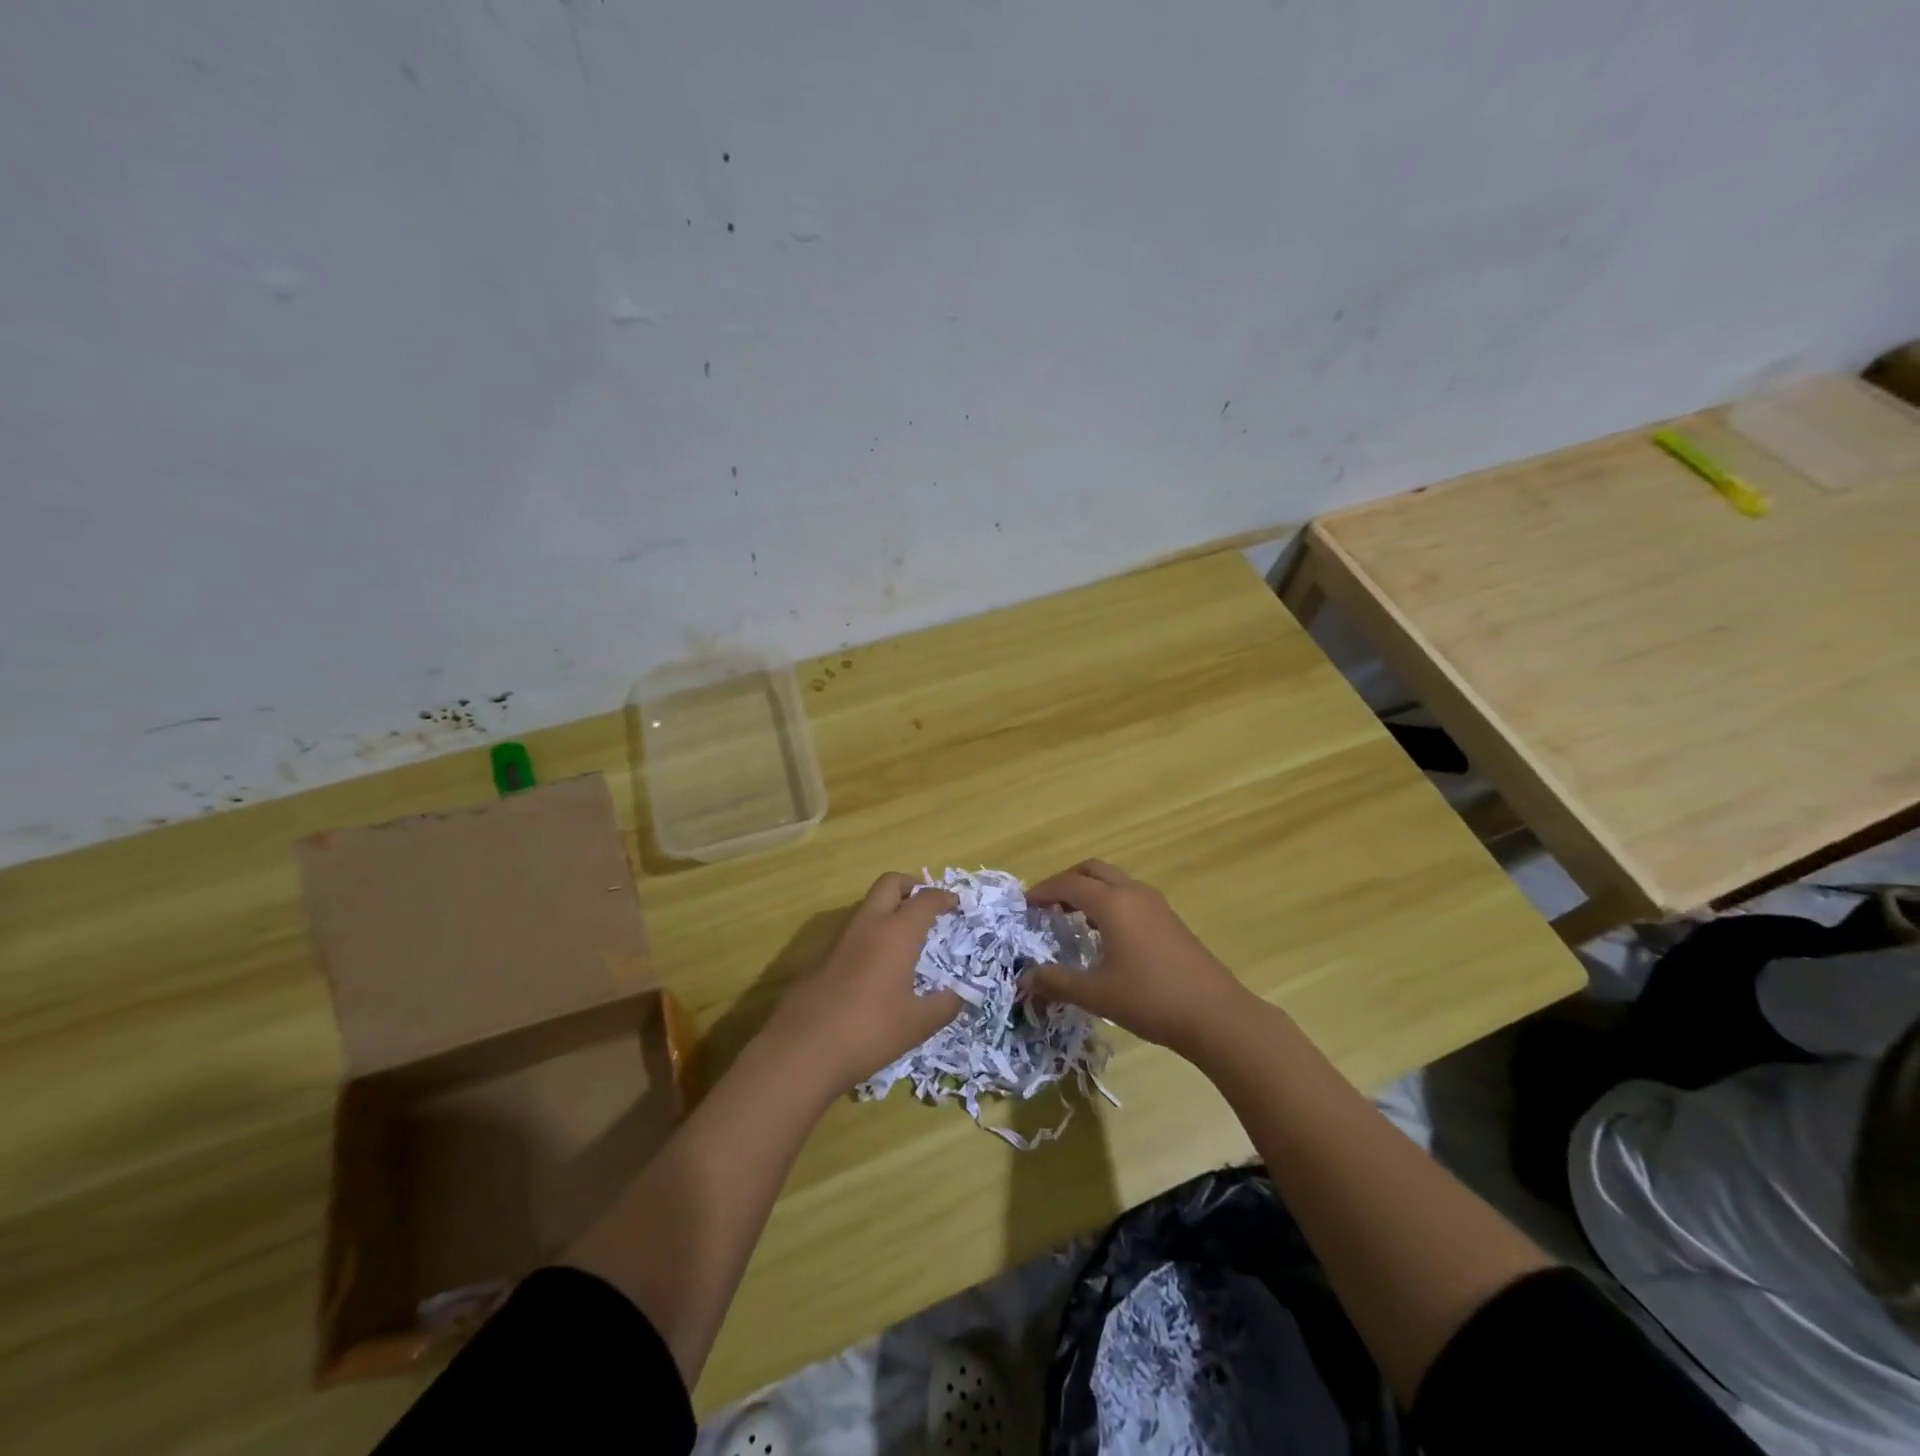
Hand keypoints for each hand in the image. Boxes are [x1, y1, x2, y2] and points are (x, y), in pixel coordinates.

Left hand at [766, 873, 961, 1096]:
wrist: (803, 1049)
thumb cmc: (869, 1031)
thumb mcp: (917, 1024)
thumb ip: (944, 1005)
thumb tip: (958, 995)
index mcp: (897, 933)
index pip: (925, 900)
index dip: (944, 898)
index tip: (956, 904)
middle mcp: (868, 925)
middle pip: (890, 883)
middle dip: (912, 886)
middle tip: (927, 906)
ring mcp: (840, 938)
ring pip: (868, 905)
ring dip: (888, 909)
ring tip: (905, 936)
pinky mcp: (821, 956)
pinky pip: (853, 930)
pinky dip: (871, 933)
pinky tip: (877, 964)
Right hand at [1025, 860, 1249, 1057]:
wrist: (1215, 1014)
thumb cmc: (1150, 999)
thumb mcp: (1096, 994)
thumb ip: (1057, 982)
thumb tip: (1024, 977)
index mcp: (1113, 904)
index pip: (1069, 884)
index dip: (1043, 890)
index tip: (1024, 904)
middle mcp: (1133, 894)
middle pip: (1093, 870)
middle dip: (1066, 881)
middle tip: (1047, 904)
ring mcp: (1156, 905)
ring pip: (1114, 881)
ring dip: (1090, 890)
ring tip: (1071, 918)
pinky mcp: (1170, 920)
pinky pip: (1130, 896)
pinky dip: (1109, 902)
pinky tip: (1105, 935)